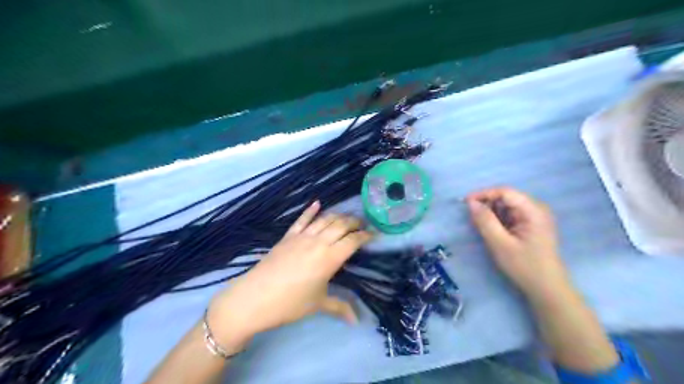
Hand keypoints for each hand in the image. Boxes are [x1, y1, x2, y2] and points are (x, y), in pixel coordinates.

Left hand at [208, 202, 371, 352]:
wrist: (254, 298)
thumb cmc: (290, 303)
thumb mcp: (318, 304)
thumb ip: (340, 308)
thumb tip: (357, 321)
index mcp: (330, 258)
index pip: (353, 241)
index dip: (365, 236)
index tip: (374, 235)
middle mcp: (318, 242)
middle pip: (341, 225)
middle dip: (354, 222)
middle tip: (363, 224)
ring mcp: (301, 236)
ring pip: (324, 219)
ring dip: (338, 216)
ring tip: (347, 217)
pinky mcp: (287, 236)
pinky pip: (301, 219)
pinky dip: (310, 211)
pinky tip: (317, 203)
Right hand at [466, 186, 572, 303]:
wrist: (547, 289)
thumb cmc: (524, 266)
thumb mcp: (500, 243)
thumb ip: (485, 221)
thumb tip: (471, 203)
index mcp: (533, 211)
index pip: (505, 192)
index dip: (483, 194)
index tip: (465, 203)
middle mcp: (536, 209)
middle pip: (506, 197)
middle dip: (487, 204)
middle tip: (472, 217)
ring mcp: (535, 217)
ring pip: (507, 206)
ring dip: (492, 212)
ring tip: (480, 225)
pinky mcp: (531, 225)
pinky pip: (511, 215)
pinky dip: (498, 219)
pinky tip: (492, 230)